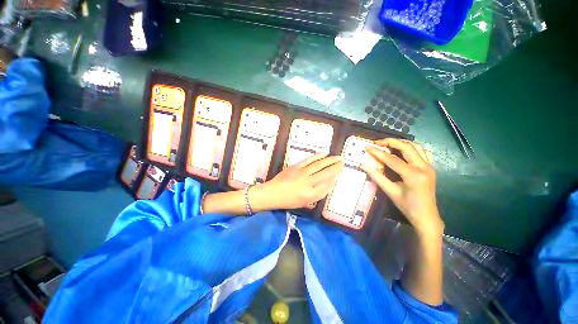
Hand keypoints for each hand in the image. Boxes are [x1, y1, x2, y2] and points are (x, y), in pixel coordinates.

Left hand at [252, 153, 343, 209]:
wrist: (272, 193)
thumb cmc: (289, 201)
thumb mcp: (305, 202)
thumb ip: (318, 194)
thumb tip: (329, 183)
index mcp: (310, 195)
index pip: (327, 185)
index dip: (335, 177)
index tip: (340, 171)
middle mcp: (308, 183)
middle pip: (326, 173)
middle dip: (336, 167)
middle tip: (343, 161)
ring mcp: (302, 173)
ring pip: (319, 165)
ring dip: (330, 160)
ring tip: (338, 157)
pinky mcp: (296, 166)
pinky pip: (309, 160)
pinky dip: (318, 156)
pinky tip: (324, 153)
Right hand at [360, 138, 442, 236]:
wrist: (426, 216)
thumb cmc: (407, 206)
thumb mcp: (390, 192)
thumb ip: (377, 176)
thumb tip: (363, 165)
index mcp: (413, 175)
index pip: (392, 159)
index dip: (378, 152)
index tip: (367, 147)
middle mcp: (423, 167)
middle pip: (407, 147)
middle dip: (391, 142)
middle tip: (377, 142)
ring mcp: (429, 166)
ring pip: (416, 147)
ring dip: (401, 143)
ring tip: (387, 144)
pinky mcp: (430, 168)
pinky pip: (423, 152)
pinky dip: (412, 148)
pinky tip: (403, 151)